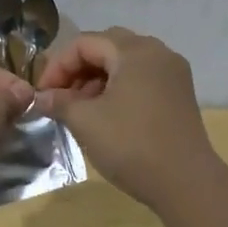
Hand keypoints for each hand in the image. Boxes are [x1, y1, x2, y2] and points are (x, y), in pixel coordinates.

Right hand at [36, 28, 218, 207]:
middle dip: (78, 68)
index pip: (85, 43)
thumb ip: (59, 102)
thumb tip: (40, 97)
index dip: (57, 65)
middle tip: (60, 96)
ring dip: (97, 78)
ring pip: (125, 62)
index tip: (42, 94)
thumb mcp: (86, 122)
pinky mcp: (179, 94)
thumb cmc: (131, 145)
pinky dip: (119, 87)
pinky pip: (141, 77)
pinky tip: (106, 113)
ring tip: (80, 108)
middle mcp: (158, 52)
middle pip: (106, 47)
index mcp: (134, 51)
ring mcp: (173, 73)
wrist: (187, 183)